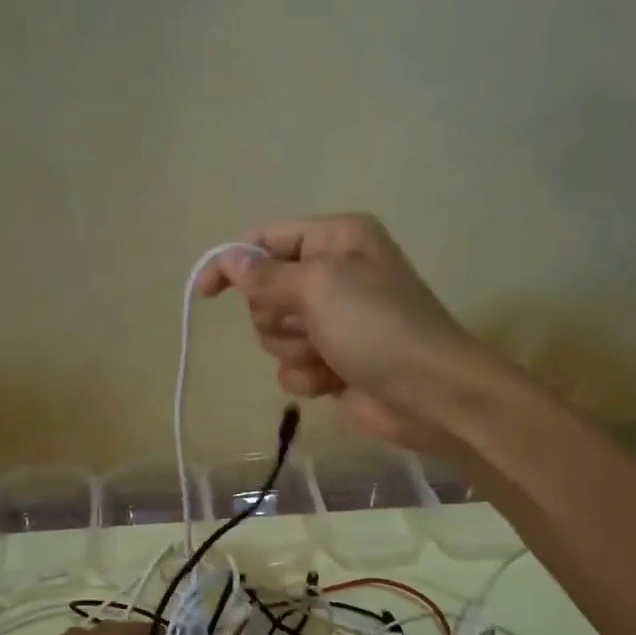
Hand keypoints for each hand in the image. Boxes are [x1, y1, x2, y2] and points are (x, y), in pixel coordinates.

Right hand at [197, 213, 490, 452]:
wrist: (431, 395)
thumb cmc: (378, 327)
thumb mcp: (320, 286)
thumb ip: (267, 274)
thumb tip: (227, 259)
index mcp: (336, 239)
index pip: (266, 239)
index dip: (231, 263)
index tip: (204, 292)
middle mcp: (333, 274)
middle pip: (265, 292)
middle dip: (278, 316)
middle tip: (310, 325)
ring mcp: (333, 321)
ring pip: (273, 334)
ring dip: (295, 350)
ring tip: (329, 355)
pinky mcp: (332, 361)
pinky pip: (292, 366)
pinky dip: (308, 376)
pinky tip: (334, 380)